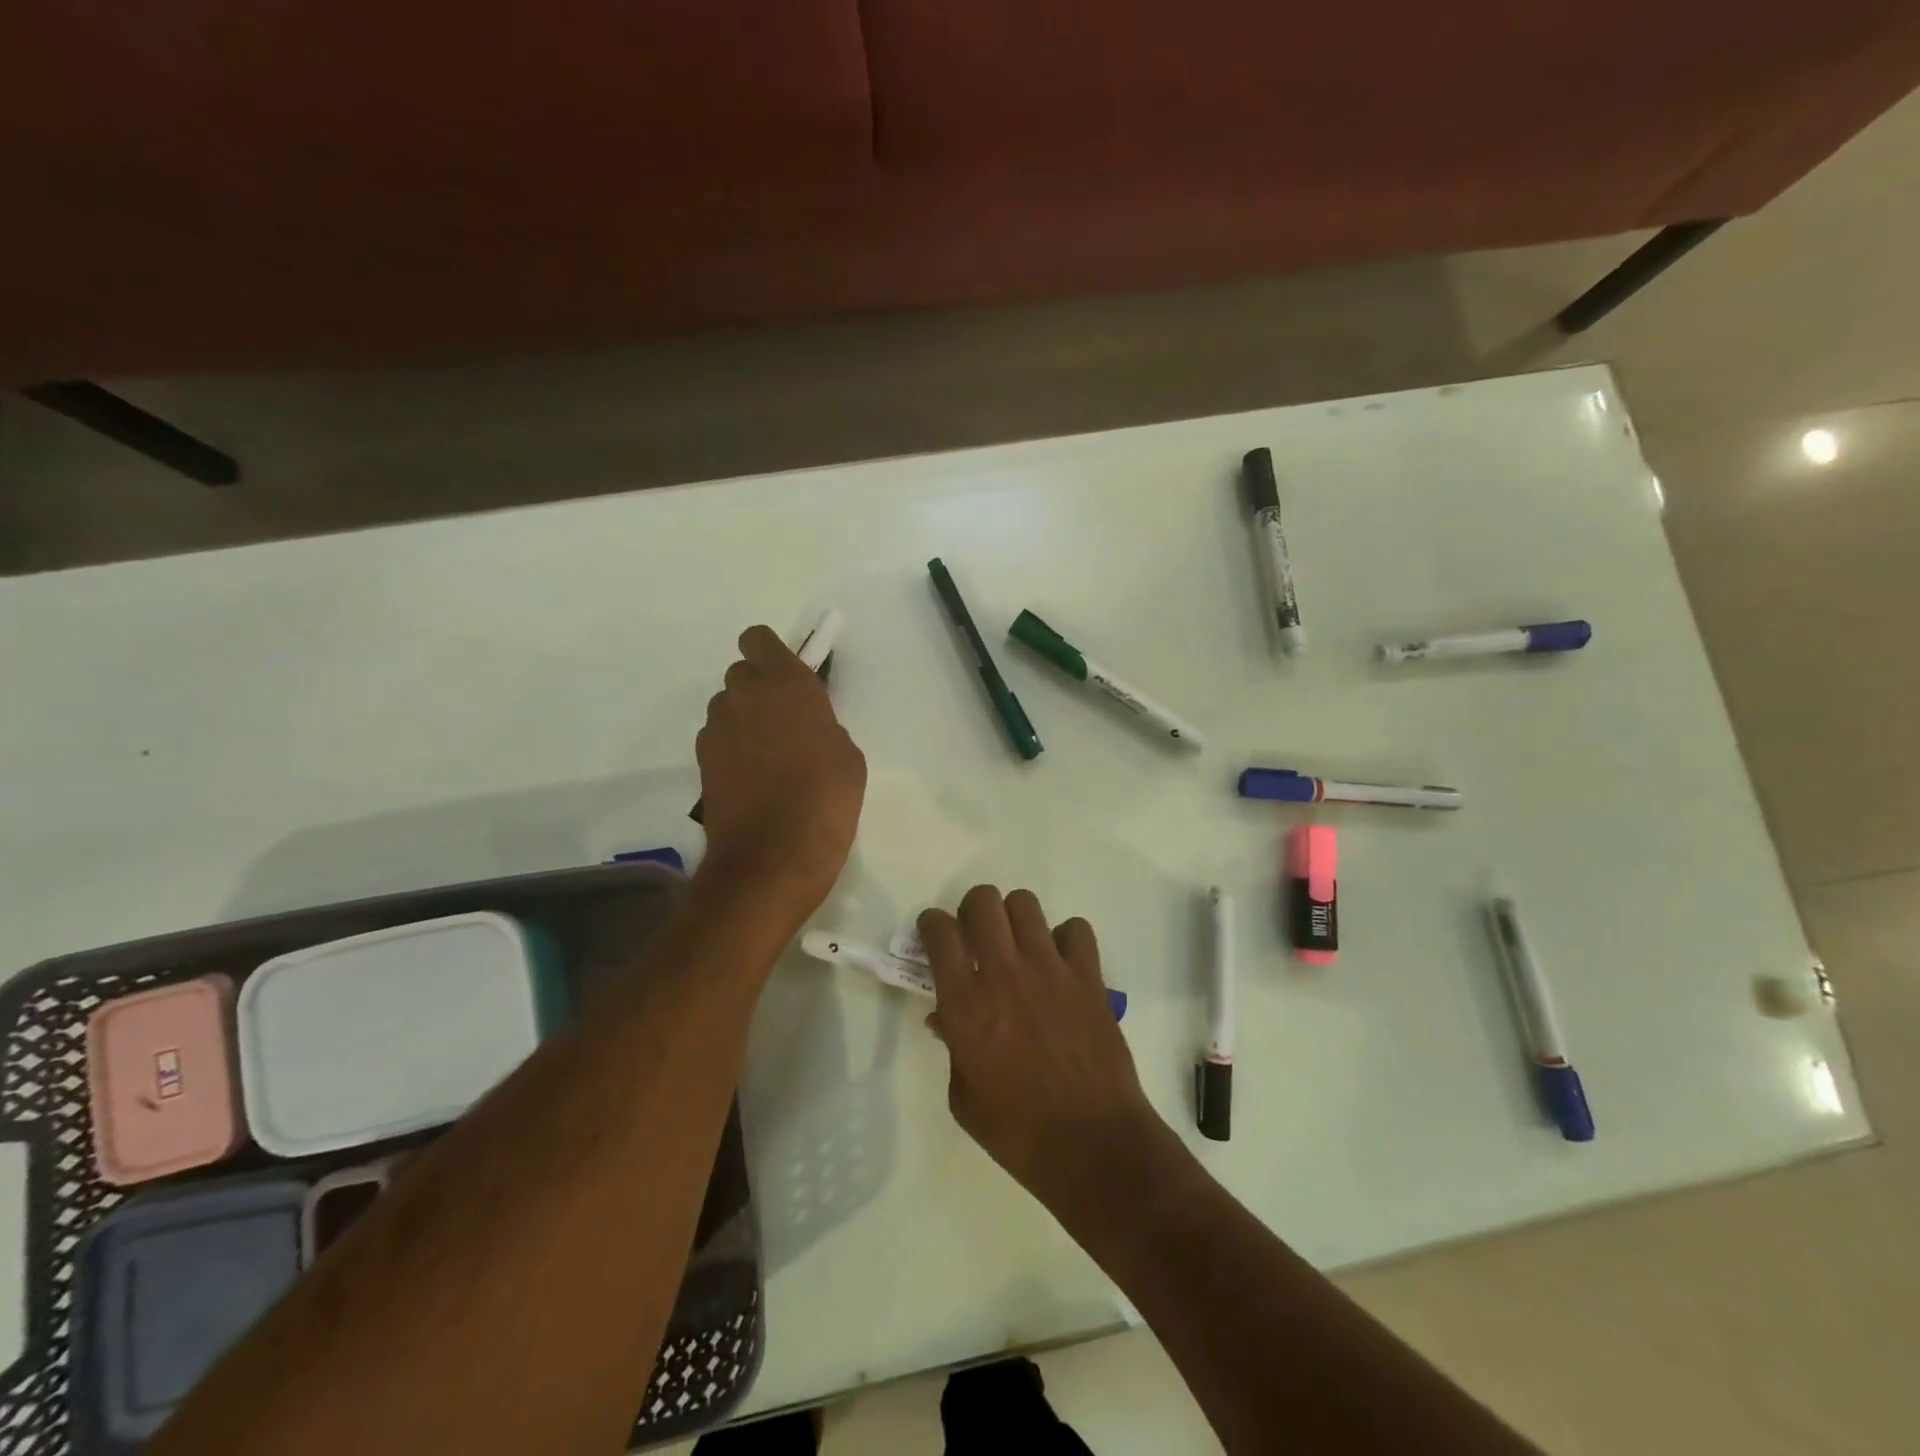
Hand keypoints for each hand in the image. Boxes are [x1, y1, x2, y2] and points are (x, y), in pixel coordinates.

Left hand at [695, 626, 865, 920]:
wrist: (773, 857)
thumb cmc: (825, 799)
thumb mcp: (847, 756)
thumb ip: (822, 725)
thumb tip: (805, 728)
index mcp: (786, 684)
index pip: (758, 640)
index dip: (771, 654)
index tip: (789, 679)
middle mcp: (744, 697)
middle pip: (741, 674)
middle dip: (760, 691)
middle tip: (786, 723)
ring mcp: (717, 730)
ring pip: (727, 708)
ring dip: (745, 720)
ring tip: (770, 758)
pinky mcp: (702, 763)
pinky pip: (719, 740)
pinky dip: (733, 750)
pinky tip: (754, 780)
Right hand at [919, 886, 1164, 1219]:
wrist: (1092, 1145)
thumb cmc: (1018, 1132)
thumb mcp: (964, 1098)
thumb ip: (953, 1046)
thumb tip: (946, 1017)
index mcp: (965, 1004)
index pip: (939, 931)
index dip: (932, 925)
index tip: (935, 936)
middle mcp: (1004, 973)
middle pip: (983, 901)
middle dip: (973, 910)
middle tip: (977, 936)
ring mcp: (1050, 970)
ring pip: (1025, 903)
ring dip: (1015, 919)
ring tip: (1019, 947)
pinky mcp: (1088, 976)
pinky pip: (1076, 929)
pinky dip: (1065, 939)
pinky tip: (1061, 965)